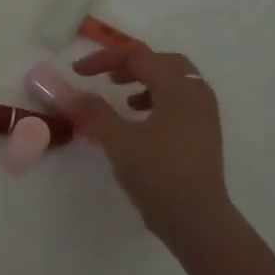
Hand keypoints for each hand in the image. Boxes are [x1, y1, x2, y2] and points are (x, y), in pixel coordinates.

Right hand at [58, 46, 231, 239]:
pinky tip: (140, 122)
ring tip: (122, 99)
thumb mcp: (117, 140)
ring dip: (146, 82)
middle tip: (106, 77)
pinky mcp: (204, 133)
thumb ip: (93, 111)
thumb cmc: (157, 174)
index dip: (104, 59)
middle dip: (130, 65)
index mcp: (177, 88)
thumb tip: (69, 93)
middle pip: (163, 62)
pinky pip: (181, 102)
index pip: (138, 56)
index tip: (77, 72)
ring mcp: (205, 115)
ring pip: (175, 82)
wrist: (196, 218)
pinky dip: (158, 101)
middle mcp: (196, 94)